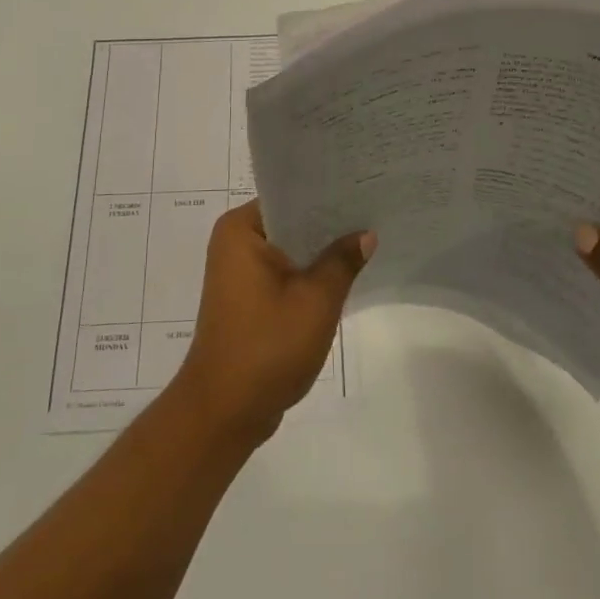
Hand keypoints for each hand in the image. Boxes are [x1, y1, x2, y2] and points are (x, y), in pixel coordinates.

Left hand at [171, 200, 373, 448]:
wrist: (225, 412)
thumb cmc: (267, 347)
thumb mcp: (316, 300)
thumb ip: (342, 261)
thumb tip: (365, 234)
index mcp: (241, 229)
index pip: (290, 196)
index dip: (328, 193)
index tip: (363, 187)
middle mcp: (235, 242)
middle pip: (291, 222)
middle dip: (328, 223)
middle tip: (374, 211)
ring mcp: (239, 272)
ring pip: (290, 249)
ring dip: (320, 252)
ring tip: (367, 238)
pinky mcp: (248, 298)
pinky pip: (284, 273)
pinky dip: (309, 275)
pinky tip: (345, 275)